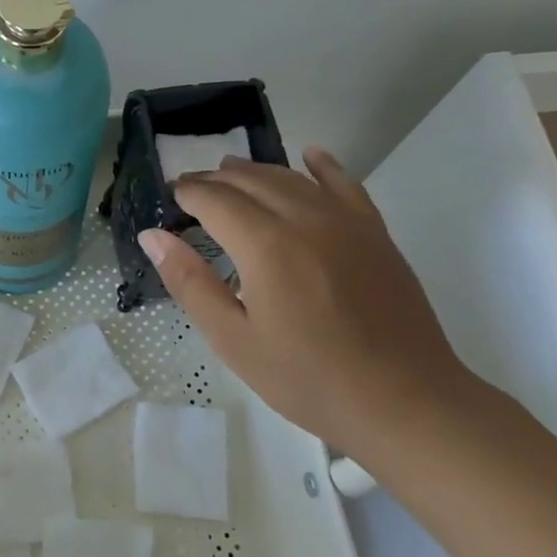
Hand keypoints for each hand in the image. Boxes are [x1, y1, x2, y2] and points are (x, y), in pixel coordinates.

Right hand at [139, 148, 470, 449]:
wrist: (404, 401)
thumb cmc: (307, 377)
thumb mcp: (233, 339)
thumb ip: (190, 282)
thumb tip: (153, 236)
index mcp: (265, 245)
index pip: (215, 200)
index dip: (188, 193)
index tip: (169, 196)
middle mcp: (305, 219)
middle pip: (251, 181)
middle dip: (214, 180)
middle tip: (190, 187)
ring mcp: (346, 222)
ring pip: (292, 178)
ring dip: (256, 171)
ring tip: (229, 172)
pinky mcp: (375, 234)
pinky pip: (345, 185)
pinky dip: (323, 166)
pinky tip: (310, 155)